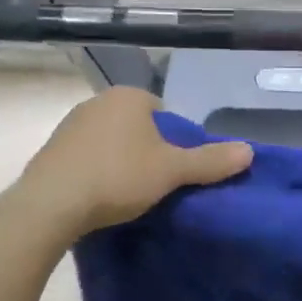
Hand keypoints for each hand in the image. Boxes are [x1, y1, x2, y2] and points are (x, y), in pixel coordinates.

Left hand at [19, 87, 251, 238]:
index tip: (174, 171)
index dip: (175, 142)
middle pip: (137, 127)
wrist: (52, 204)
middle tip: (155, 184)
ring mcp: (70, 123)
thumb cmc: (119, 177)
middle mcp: (98, 101)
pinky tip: (99, 196)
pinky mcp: (52, 148)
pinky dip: (96, 171)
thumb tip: (250, 151)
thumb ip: (210, 161)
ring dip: (121, 162)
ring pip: (111, 141)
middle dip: (147, 151)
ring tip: (127, 194)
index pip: (164, 114)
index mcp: (129, 96)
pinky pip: (86, 156)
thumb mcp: (171, 171)